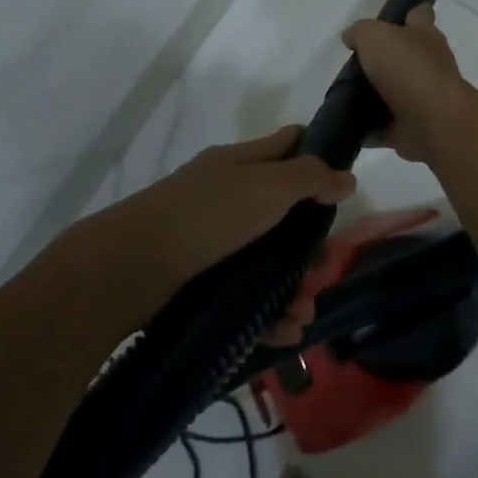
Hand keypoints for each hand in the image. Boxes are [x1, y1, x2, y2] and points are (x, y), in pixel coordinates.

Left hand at [52, 125, 354, 345]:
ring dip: (294, 289)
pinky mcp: (203, 284)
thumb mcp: (265, 187)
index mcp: (240, 165)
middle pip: (284, 215)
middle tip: (325, 268)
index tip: (346, 184)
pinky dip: (270, 314)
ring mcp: (214, 244)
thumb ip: (309, 178)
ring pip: (268, 263)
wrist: (130, 268)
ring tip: (302, 313)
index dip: (318, 156)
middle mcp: (228, 200)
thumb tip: (346, 177)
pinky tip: (285, 331)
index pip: (287, 146)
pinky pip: (248, 298)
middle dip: (311, 245)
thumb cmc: (206, 216)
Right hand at [341, 5, 477, 164]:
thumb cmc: (407, 68)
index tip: (390, 22)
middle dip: (387, 61)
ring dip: (377, 98)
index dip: (408, 14)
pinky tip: (351, 128)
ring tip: (345, 97)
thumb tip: (351, 37)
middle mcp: (429, 65)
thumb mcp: (374, 36)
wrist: (431, 119)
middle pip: (407, 57)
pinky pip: (387, 128)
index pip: (420, 15)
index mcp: (424, 36)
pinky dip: (371, 130)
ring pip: (397, 94)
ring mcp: (423, 99)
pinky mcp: (413, 128)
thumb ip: (360, 32)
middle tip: (356, 65)